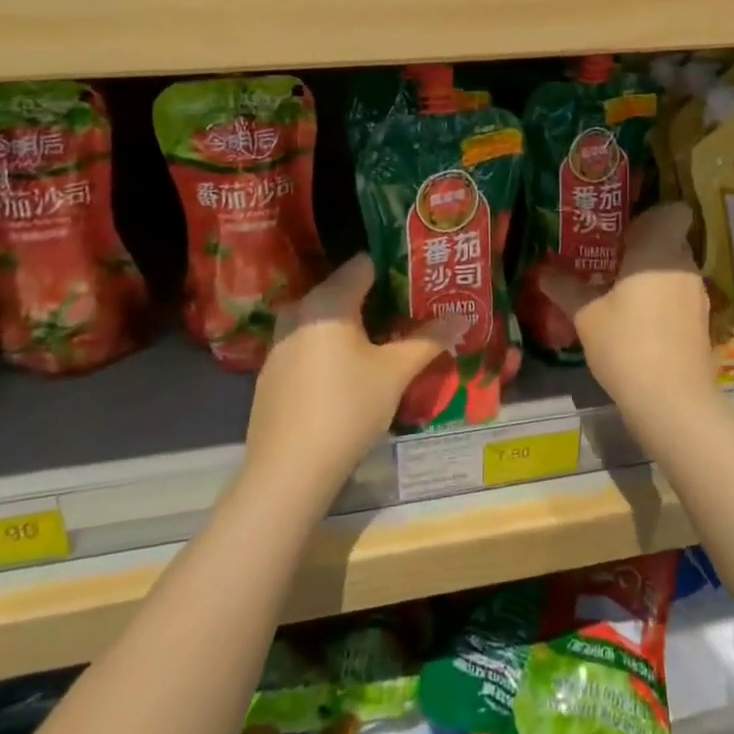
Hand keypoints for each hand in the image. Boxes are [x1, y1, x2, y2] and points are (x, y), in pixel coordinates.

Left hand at [244, 255, 465, 500]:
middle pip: (345, 289)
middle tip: (415, 308)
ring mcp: (281, 340)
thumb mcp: (395, 373)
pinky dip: (334, 344)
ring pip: (327, 317)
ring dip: (357, 322)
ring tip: (391, 336)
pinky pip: (311, 341)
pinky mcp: (273, 369)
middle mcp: (299, 310)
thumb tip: (460, 317)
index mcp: (328, 300)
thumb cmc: (347, 409)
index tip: (423, 278)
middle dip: (381, 297)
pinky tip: (354, 368)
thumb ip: (428, 340)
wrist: (288, 470)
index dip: (397, 267)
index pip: (365, 264)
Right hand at [542, 203, 716, 417]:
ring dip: (652, 275)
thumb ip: (565, 288)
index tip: (624, 228)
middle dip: (643, 246)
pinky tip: (637, 320)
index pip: (672, 212)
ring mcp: (697, 296)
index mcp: (658, 250)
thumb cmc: (626, 344)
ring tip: (619, 290)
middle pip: (670, 240)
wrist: (672, 401)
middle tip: (609, 257)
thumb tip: (542, 271)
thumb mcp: (586, 315)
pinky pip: (679, 296)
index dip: (652, 215)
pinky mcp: (701, 323)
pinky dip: (662, 300)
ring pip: (674, 270)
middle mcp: (684, 265)